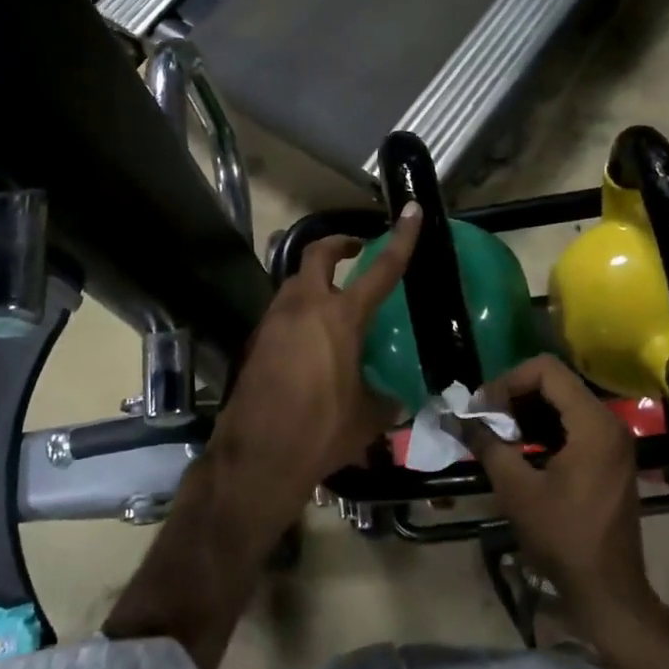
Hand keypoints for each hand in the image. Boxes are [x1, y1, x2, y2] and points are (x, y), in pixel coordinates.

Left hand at [201, 203, 422, 552]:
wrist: (257, 457)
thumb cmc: (320, 432)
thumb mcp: (367, 418)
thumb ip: (386, 400)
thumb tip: (397, 400)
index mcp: (340, 318)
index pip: (380, 269)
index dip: (401, 239)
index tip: (412, 211)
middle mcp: (304, 307)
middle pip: (318, 254)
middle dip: (339, 244)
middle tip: (357, 251)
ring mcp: (274, 321)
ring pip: (295, 281)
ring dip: (316, 279)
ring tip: (335, 301)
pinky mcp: (257, 341)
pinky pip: (282, 311)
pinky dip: (299, 310)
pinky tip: (311, 340)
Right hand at [461, 355, 660, 633]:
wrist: (607, 589)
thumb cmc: (563, 537)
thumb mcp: (517, 489)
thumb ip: (487, 444)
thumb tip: (457, 418)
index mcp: (593, 423)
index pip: (546, 371)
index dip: (508, 381)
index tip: (483, 408)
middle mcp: (609, 422)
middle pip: (556, 382)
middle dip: (514, 395)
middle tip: (484, 419)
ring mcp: (613, 440)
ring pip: (563, 402)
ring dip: (527, 411)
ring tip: (497, 433)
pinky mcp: (610, 456)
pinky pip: (574, 423)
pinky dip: (544, 427)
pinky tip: (520, 448)